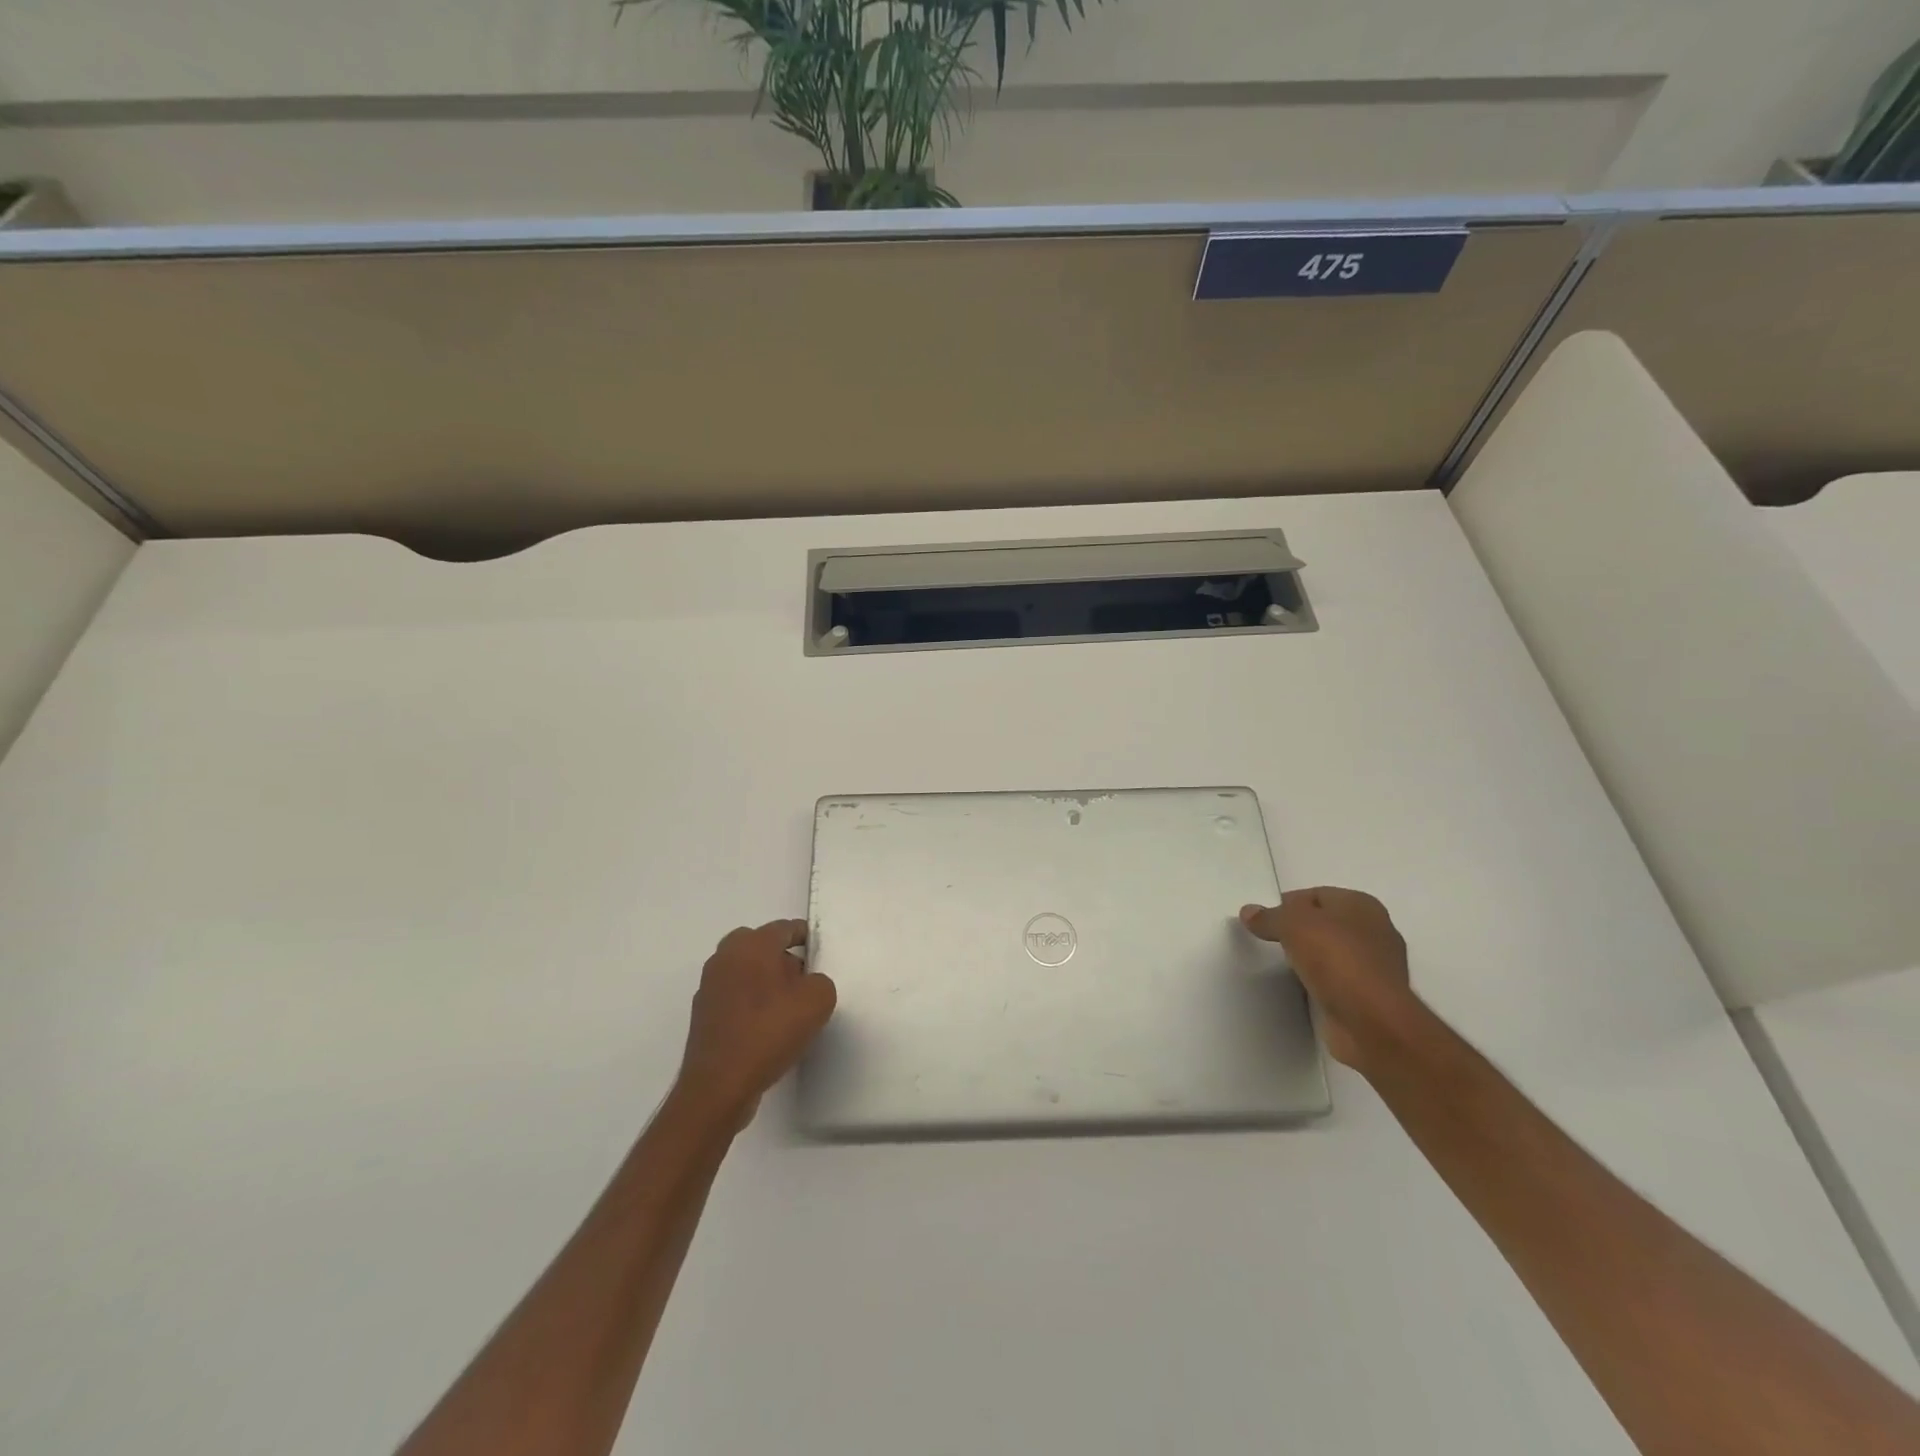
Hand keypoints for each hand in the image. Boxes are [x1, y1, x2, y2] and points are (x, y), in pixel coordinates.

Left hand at [676, 920, 836, 1128]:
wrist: (720, 1085)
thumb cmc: (770, 1031)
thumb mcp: (818, 1000)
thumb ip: (820, 981)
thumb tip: (807, 984)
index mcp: (752, 944)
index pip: (784, 928)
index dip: (805, 936)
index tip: (818, 950)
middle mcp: (725, 957)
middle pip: (760, 946)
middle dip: (781, 957)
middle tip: (802, 979)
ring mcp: (709, 986)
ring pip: (744, 971)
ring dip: (764, 980)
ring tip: (786, 1008)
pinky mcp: (703, 1014)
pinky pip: (734, 996)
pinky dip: (749, 1003)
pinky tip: (765, 1028)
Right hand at [1240, 887, 1414, 1074]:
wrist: (1372, 1021)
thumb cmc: (1337, 959)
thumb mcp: (1292, 925)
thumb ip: (1269, 917)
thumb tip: (1249, 912)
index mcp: (1362, 904)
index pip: (1316, 895)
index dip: (1287, 905)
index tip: (1265, 922)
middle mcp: (1375, 930)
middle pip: (1325, 923)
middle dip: (1299, 931)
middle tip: (1270, 942)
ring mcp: (1377, 966)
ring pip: (1332, 953)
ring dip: (1310, 959)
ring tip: (1283, 966)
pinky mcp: (1372, 997)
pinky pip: (1337, 980)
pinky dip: (1320, 982)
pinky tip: (1302, 988)